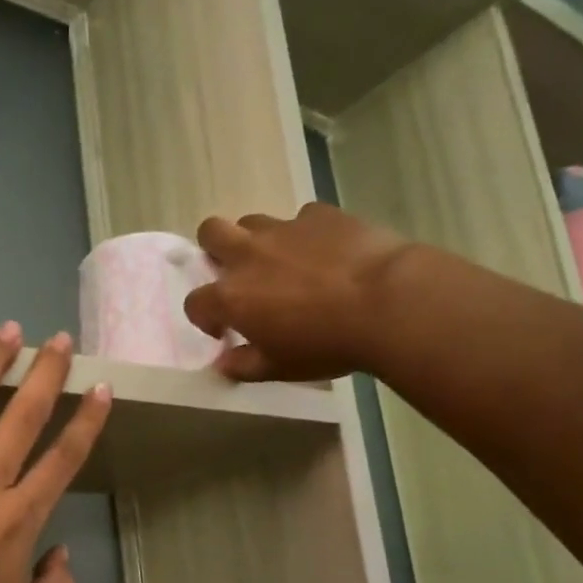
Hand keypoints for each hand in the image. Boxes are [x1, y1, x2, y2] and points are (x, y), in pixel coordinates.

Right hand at [183, 205, 408, 381]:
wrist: (387, 302)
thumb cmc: (326, 344)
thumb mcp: (280, 368)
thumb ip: (244, 365)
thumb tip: (223, 363)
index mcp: (232, 296)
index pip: (195, 302)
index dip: (205, 317)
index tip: (224, 330)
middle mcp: (248, 255)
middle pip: (210, 232)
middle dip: (214, 249)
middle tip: (238, 273)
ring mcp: (284, 229)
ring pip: (253, 221)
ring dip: (257, 240)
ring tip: (283, 263)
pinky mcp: (320, 215)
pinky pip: (302, 218)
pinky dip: (306, 234)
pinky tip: (327, 252)